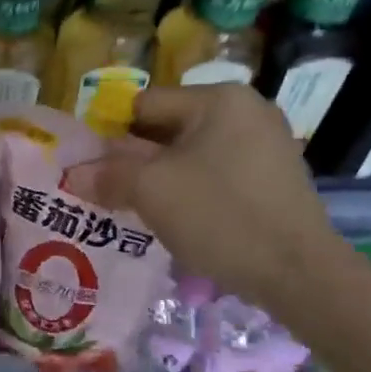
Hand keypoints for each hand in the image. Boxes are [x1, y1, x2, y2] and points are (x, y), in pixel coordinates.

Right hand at [83, 85, 342, 310]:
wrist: (298, 272)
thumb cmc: (220, 216)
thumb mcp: (151, 191)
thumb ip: (107, 175)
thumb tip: (72, 175)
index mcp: (219, 99)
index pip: (144, 106)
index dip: (111, 136)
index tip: (94, 170)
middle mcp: (246, 110)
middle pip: (168, 129)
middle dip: (136, 160)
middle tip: (111, 193)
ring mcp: (266, 144)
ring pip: (191, 154)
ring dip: (162, 178)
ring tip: (140, 209)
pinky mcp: (274, 178)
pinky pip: (217, 173)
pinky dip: (193, 190)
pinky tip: (181, 219)